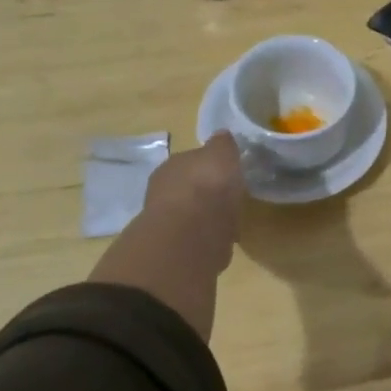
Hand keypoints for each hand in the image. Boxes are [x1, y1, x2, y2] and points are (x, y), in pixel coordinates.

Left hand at [86, 133, 244, 339]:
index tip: (228, 175)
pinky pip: (193, 243)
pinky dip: (205, 245)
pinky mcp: (171, 253)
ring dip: (204, 222)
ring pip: (189, 219)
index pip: (192, 162)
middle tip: (227, 203)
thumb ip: (222, 146)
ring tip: (226, 228)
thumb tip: (222, 136)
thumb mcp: (222, 154)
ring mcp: (164, 225)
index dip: (210, 168)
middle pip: (188, 191)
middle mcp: (162, 192)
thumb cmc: (207, 186)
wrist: (189, 236)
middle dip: (205, 197)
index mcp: (173, 166)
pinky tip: (218, 249)